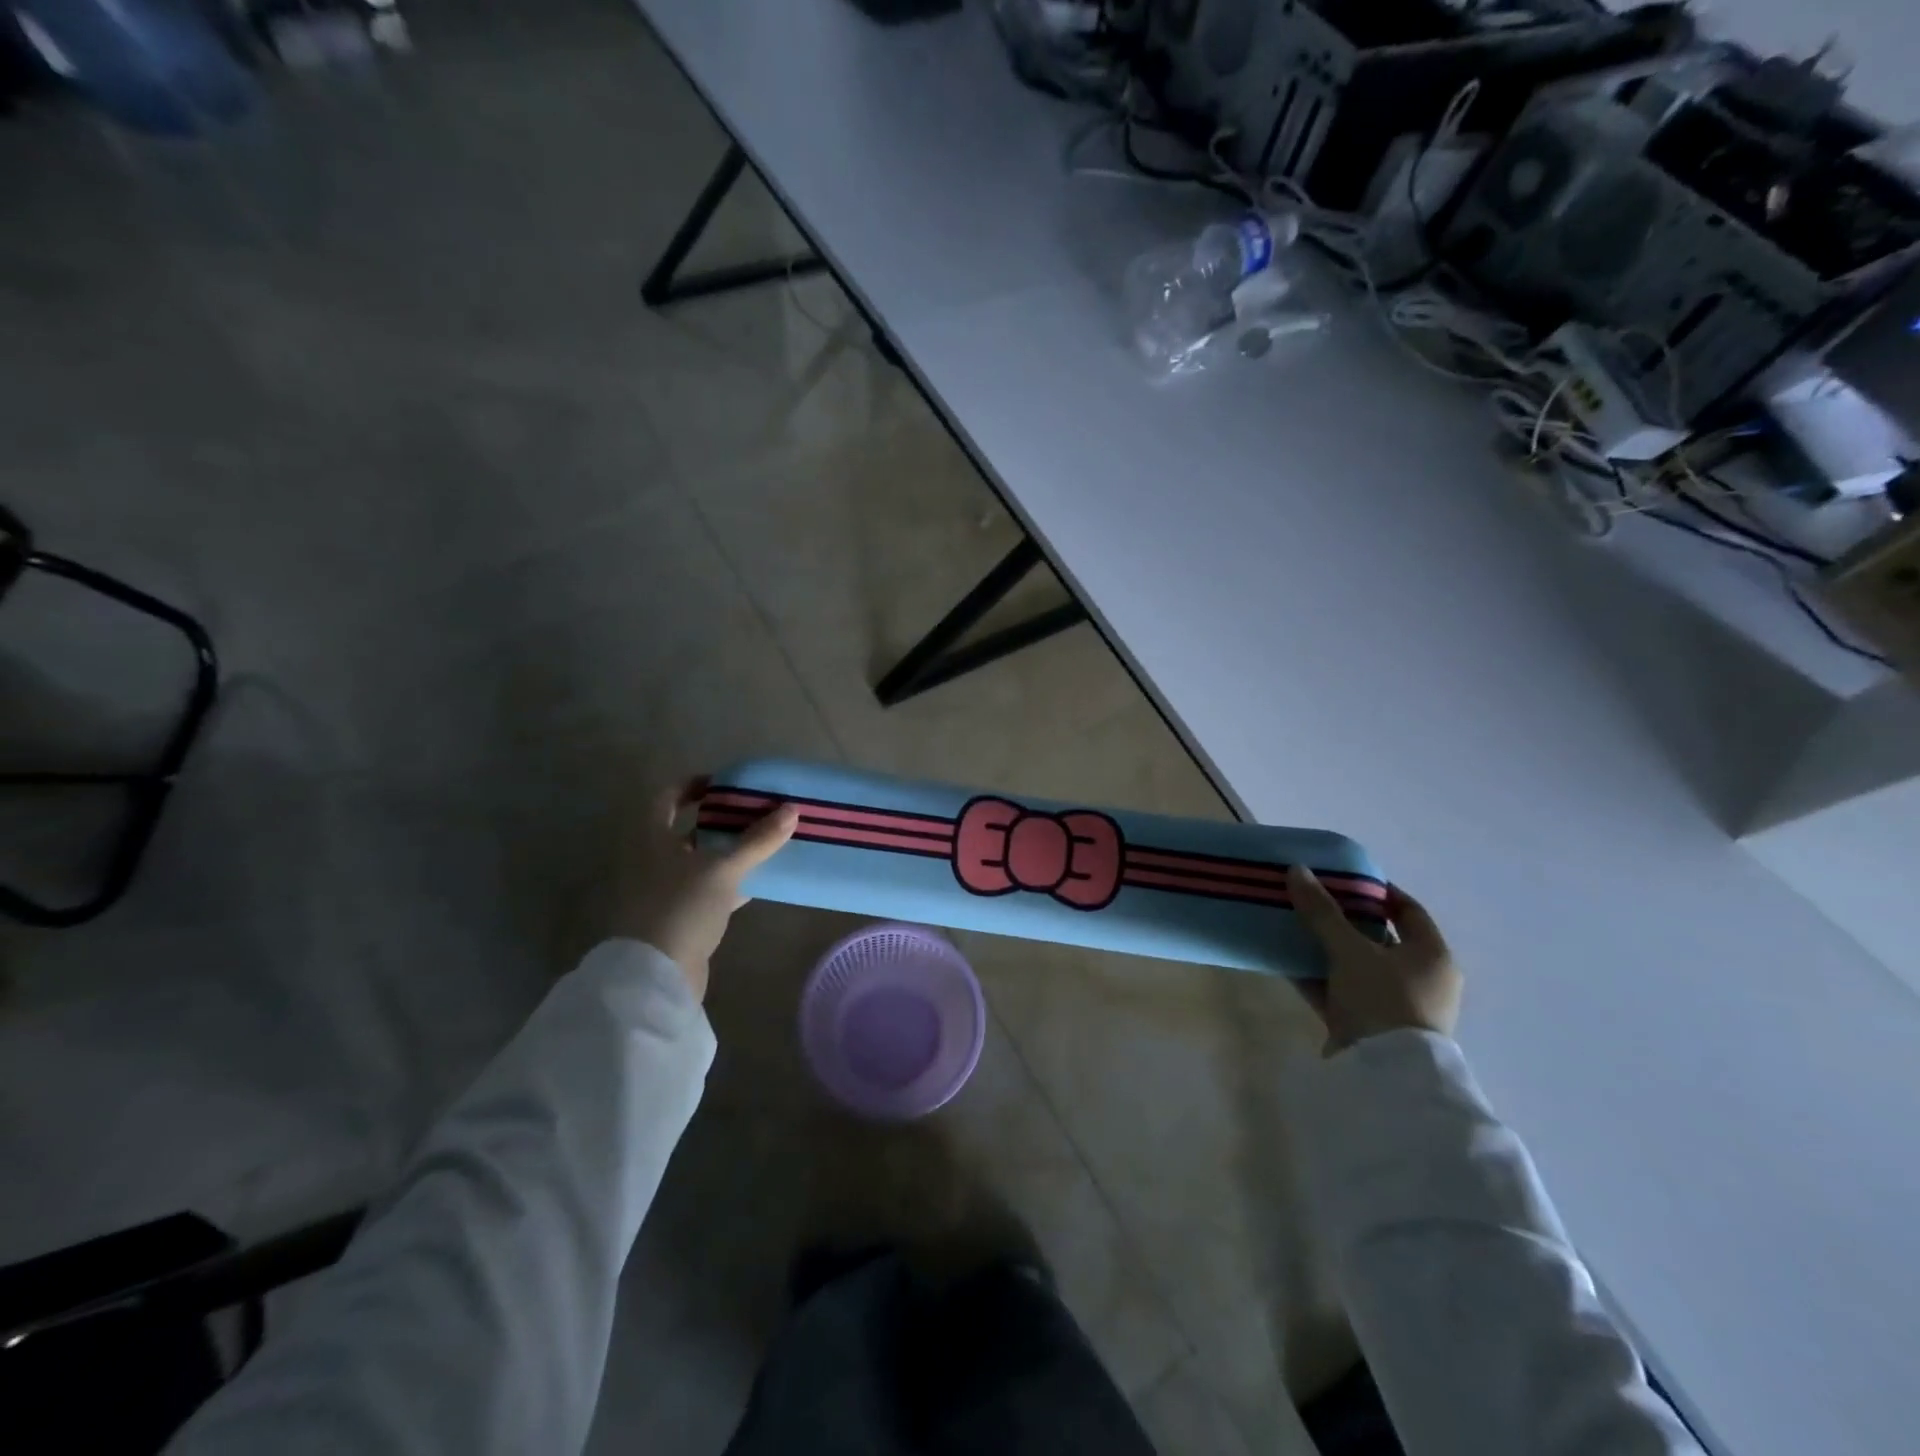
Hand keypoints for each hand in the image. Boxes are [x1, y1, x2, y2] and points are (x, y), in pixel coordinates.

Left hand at [614, 781, 798, 1000]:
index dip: (693, 786)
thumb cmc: (682, 907)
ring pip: (700, 862)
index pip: (668, 799)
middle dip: (720, 821)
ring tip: (764, 843)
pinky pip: (707, 890)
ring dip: (728, 853)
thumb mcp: (724, 869)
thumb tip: (792, 809)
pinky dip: (729, 883)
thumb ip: (757, 840)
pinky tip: (757, 882)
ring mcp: (664, 891)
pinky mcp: (678, 918)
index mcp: (652, 839)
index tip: (725, 784)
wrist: (658, 975)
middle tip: (754, 813)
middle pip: (687, 830)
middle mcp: (652, 861)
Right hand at [1285, 866, 1462, 1053]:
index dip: (1377, 891)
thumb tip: (1297, 870)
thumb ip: (1322, 912)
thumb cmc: (1382, 1000)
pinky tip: (1286, 961)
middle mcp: (1421, 979)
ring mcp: (1395, 1006)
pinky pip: (1341, 991)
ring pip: (1355, 966)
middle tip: (1310, 900)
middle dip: (1342, 919)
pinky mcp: (1370, 1026)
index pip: (1408, 910)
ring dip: (1326, 948)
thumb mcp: (1350, 951)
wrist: (1384, 1077)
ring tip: (1292, 926)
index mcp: (1432, 956)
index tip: (1342, 878)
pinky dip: (1318, 976)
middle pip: (1378, 938)